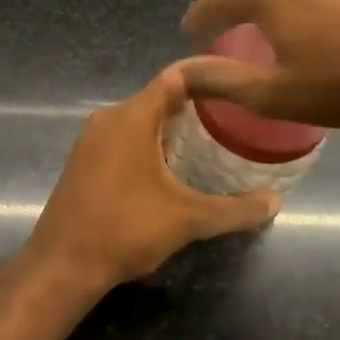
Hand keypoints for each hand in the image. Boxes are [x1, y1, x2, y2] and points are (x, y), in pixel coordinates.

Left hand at [29, 66, 279, 290]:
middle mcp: (109, 118)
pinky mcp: (83, 160)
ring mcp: (91, 139)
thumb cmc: (125, 229)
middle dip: (194, 106)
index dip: (207, 75)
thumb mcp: (188, 219)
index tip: (236, 82)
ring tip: (209, 141)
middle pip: (158, 98)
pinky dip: (149, 143)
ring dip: (170, 127)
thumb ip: (235, 209)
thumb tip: (276, 202)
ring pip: (139, 120)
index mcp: (132, 117)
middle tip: (232, 117)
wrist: (62, 264)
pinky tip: (170, 168)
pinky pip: (123, 137)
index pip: (175, 78)